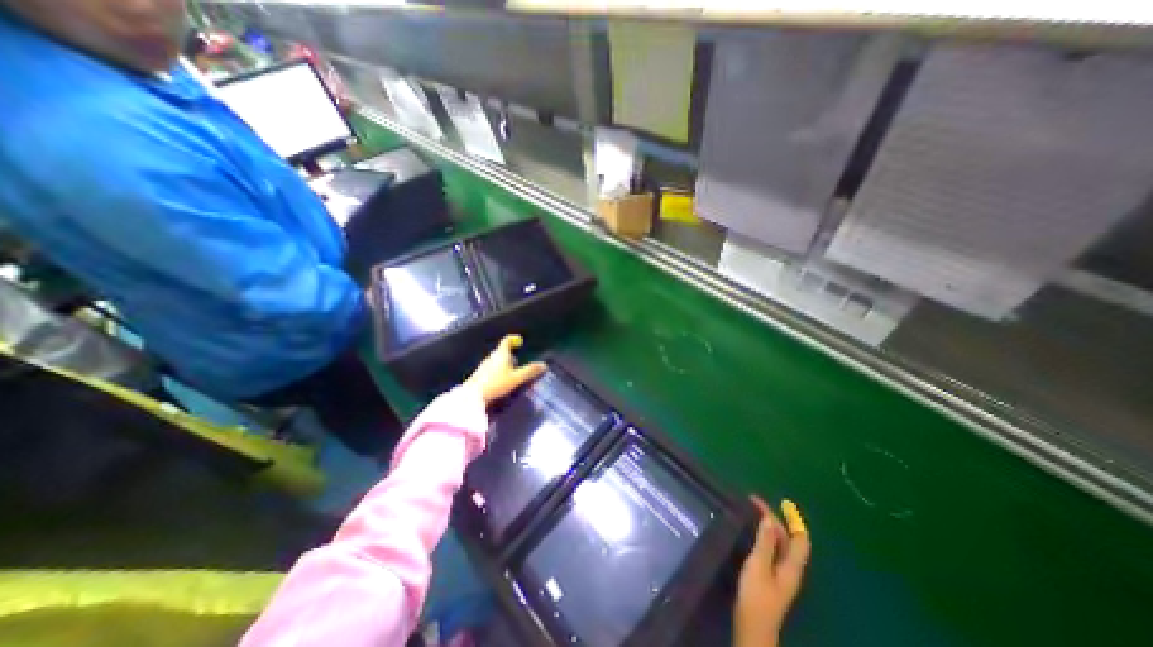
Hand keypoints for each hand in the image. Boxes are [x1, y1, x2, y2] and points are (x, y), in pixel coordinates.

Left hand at [463, 333, 546, 403]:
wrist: (472, 396)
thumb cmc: (496, 384)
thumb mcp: (516, 378)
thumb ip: (529, 371)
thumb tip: (544, 365)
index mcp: (500, 355)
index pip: (506, 341)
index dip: (513, 339)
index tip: (519, 341)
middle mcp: (491, 358)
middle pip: (501, 351)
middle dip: (510, 353)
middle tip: (518, 359)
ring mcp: (484, 366)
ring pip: (496, 360)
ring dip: (504, 362)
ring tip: (511, 371)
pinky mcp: (479, 375)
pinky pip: (491, 368)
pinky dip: (498, 370)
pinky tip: (501, 380)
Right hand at [734, 498, 802, 644]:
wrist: (752, 627)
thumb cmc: (756, 596)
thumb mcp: (759, 565)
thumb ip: (765, 542)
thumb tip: (770, 519)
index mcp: (792, 566)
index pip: (800, 539)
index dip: (794, 520)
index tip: (783, 502)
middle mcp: (790, 569)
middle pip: (788, 540)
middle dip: (776, 519)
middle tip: (754, 503)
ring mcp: (780, 575)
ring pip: (780, 545)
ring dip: (770, 527)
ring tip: (754, 513)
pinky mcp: (770, 578)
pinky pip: (772, 550)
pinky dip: (765, 537)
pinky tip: (754, 534)